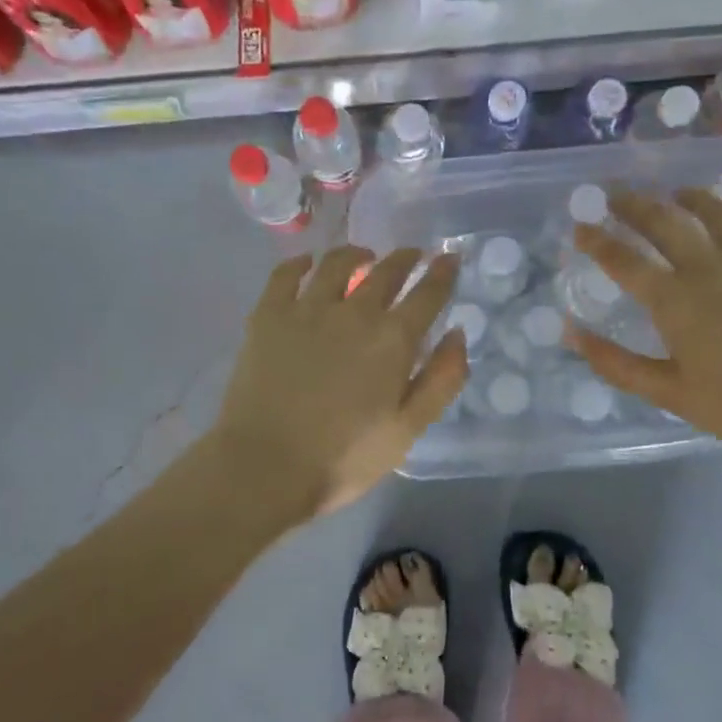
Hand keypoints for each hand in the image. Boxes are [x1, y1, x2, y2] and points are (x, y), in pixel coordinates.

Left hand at [213, 247, 468, 517]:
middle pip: (386, 271)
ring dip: (357, 254)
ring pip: (337, 263)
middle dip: (405, 258)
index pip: (428, 294)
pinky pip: (285, 274)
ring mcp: (307, 309)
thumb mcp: (407, 430)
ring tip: (363, 256)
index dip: (443, 273)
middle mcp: (354, 312)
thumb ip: (440, 381)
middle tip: (413, 255)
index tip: (450, 258)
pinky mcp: (268, 315)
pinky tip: (307, 264)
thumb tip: (457, 334)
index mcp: (393, 339)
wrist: (264, 467)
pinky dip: (301, 263)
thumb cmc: (343, 458)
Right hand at [568, 186, 721, 463]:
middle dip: (635, 205)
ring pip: (721, 215)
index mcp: (676, 301)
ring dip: (696, 198)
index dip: (597, 241)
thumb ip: (617, 363)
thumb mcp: (670, 394)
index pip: (624, 261)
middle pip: (666, 224)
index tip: (579, 226)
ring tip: (679, 192)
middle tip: (616, 192)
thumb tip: (571, 334)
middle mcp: (711, 269)